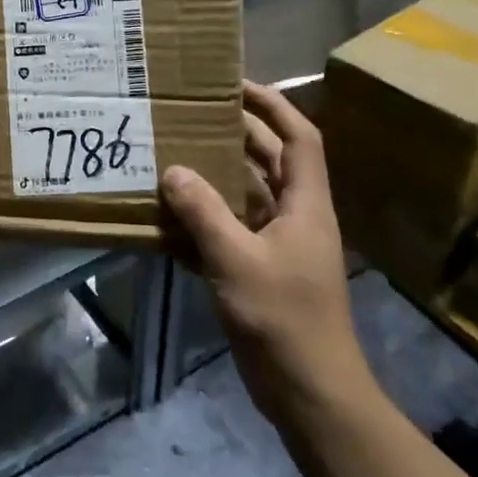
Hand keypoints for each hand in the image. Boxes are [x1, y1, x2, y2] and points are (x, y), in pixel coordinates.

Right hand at [161, 82, 370, 413]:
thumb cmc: (284, 318)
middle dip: (235, 134)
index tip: (234, 85)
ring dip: (213, 174)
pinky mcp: (259, 269)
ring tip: (172, 151)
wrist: (308, 391)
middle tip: (190, 114)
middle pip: (268, 161)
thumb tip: (173, 170)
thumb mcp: (237, 260)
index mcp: (305, 205)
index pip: (299, 137)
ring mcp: (277, 244)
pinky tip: (168, 213)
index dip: (272, 106)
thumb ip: (204, 213)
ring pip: (245, 194)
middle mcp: (294, 216)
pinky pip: (229, 228)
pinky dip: (203, 217)